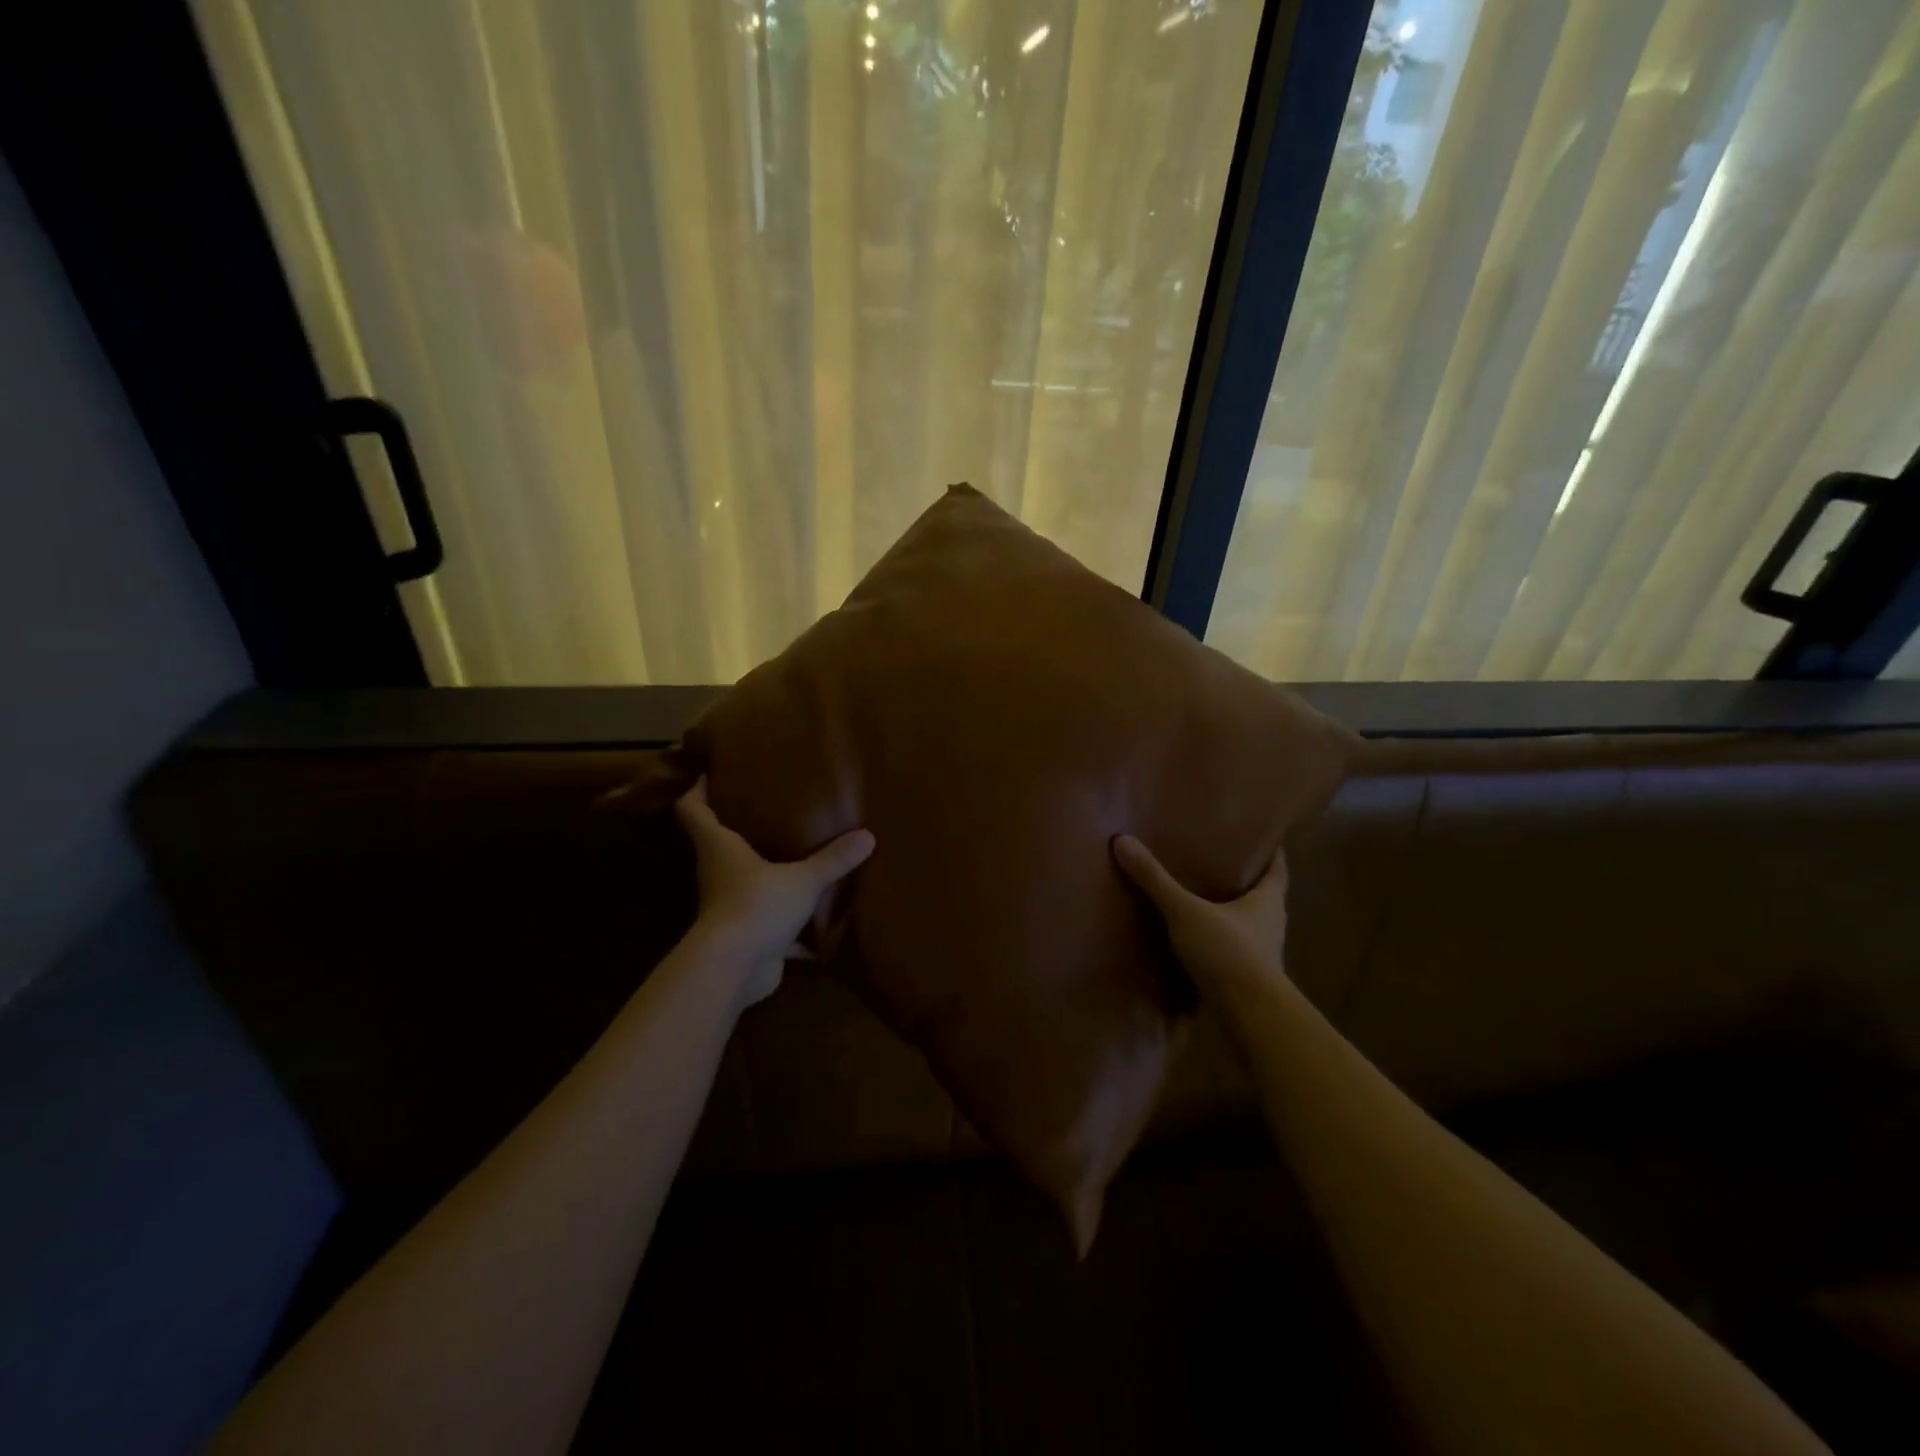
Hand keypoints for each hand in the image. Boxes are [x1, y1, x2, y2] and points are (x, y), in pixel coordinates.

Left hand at [675, 779, 875, 1005]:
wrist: (735, 970)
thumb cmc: (756, 906)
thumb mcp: (803, 879)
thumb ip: (833, 859)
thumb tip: (868, 836)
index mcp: (719, 848)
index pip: (692, 810)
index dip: (697, 791)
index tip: (711, 774)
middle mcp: (718, 873)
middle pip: (719, 843)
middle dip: (739, 827)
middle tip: (769, 807)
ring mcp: (730, 906)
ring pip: (745, 881)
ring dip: (765, 871)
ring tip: (796, 851)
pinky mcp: (746, 936)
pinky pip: (769, 920)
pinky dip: (788, 918)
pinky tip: (816, 916)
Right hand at [1112, 835, 1289, 1000]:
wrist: (1251, 1016)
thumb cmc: (1229, 952)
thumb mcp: (1185, 911)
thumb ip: (1155, 880)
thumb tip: (1123, 840)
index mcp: (1268, 900)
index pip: (1277, 868)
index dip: (1270, 851)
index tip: (1258, 836)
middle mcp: (1272, 924)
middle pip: (1263, 895)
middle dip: (1244, 881)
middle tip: (1218, 863)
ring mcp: (1264, 954)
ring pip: (1249, 924)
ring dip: (1232, 913)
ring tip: (1202, 899)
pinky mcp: (1250, 979)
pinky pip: (1236, 950)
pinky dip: (1221, 941)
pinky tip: (1199, 939)